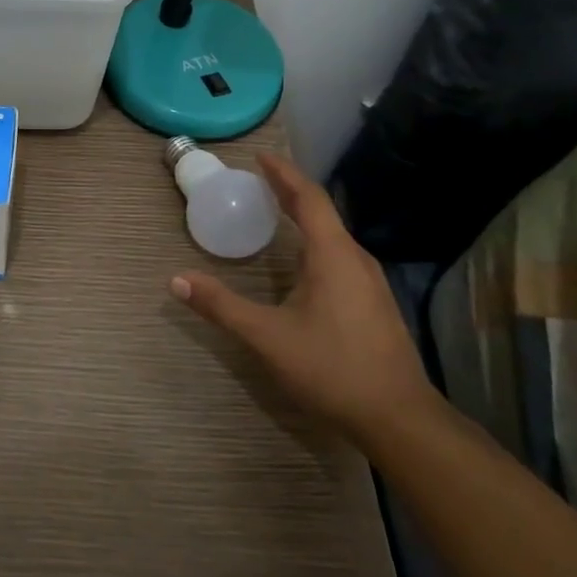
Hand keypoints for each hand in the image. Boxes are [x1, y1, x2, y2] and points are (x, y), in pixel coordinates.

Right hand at [171, 153, 433, 440]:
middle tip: (260, 180)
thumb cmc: (332, 368)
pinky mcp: (374, 303)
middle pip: (322, 212)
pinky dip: (315, 240)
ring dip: (304, 217)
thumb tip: (176, 280)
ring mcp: (370, 282)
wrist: (399, 419)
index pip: (308, 198)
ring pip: (333, 235)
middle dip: (290, 192)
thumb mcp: (267, 337)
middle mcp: (355, 259)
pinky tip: (302, 260)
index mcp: (333, 255)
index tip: (260, 157)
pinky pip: (340, 254)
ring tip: (276, 211)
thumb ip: (221, 306)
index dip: (284, 174)